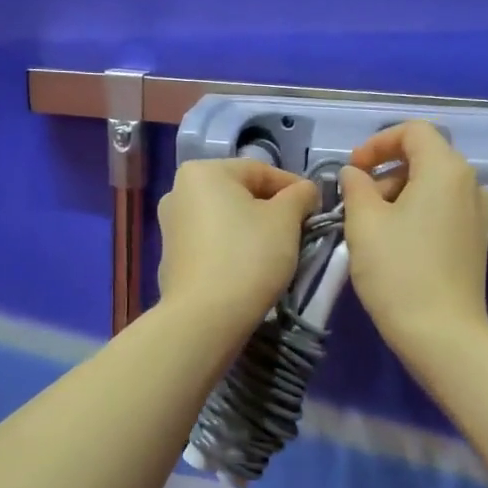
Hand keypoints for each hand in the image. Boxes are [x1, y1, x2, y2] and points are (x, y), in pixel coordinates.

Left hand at [157, 159, 319, 335]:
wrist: (205, 317)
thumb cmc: (249, 257)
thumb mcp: (286, 220)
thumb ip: (300, 195)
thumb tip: (305, 191)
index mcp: (203, 172)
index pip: (260, 170)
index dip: (294, 188)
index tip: (316, 209)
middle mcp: (178, 191)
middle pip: (240, 193)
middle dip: (272, 209)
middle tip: (299, 231)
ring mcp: (170, 226)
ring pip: (225, 219)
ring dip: (252, 229)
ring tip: (277, 251)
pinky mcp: (171, 257)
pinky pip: (211, 242)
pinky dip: (232, 248)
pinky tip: (249, 268)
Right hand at [340, 122, 487, 364]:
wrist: (441, 333)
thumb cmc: (398, 271)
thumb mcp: (364, 223)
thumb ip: (355, 187)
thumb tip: (354, 174)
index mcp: (445, 170)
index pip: (413, 131)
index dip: (378, 143)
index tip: (353, 169)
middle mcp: (469, 183)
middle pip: (425, 156)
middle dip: (386, 170)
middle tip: (357, 201)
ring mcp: (477, 213)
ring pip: (433, 184)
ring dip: (398, 192)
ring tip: (371, 226)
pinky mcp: (475, 239)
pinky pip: (443, 208)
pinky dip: (416, 211)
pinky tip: (394, 242)